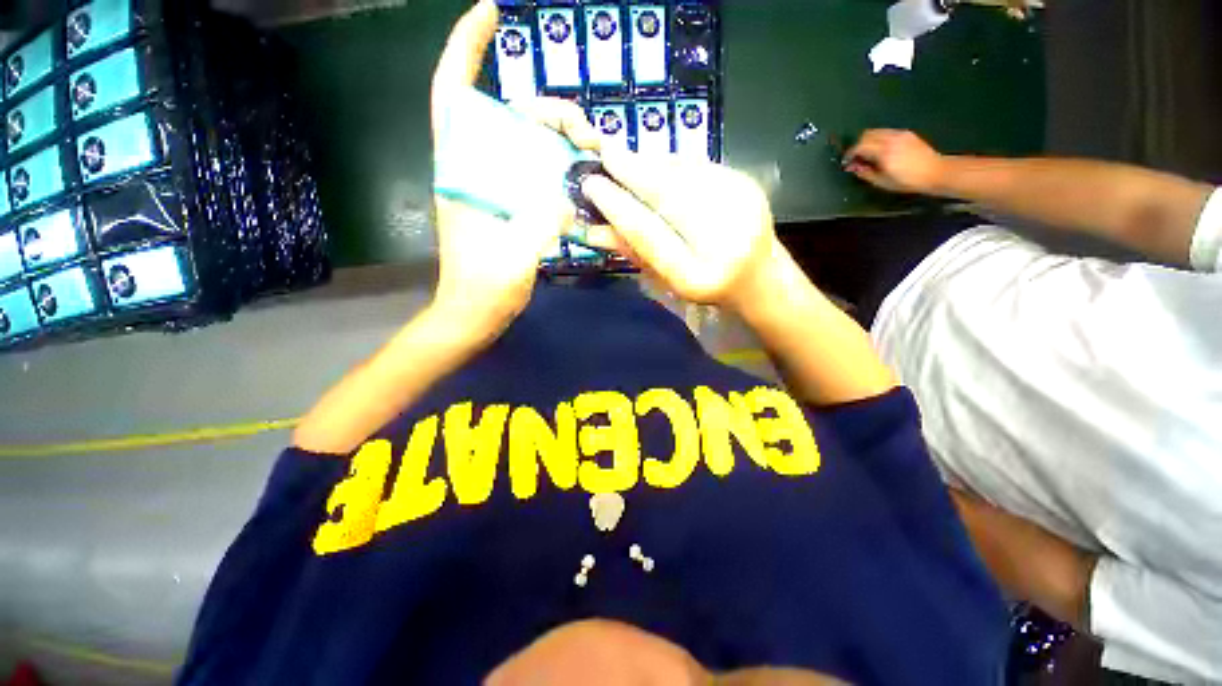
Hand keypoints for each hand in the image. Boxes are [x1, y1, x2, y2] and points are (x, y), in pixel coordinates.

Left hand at [429, 0, 598, 341]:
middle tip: (582, 130)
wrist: (475, 314)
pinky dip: (555, 167)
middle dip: (543, 109)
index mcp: (460, 173)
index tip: (492, 13)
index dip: (466, 49)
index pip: (452, 95)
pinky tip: (577, 176)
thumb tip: (568, 191)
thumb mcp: (514, 255)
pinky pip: (533, 174)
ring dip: (554, 139)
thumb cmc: (484, 289)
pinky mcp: (508, 208)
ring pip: (522, 145)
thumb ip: (541, 219)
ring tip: (588, 151)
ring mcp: (493, 190)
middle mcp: (473, 171)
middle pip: (504, 117)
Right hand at [580, 150, 779, 312]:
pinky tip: (655, 164)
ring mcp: (741, 208)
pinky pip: (699, 166)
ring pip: (683, 174)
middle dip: (632, 172)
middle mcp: (724, 241)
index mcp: (697, 276)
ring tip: (623, 157)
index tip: (591, 184)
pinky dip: (671, 163)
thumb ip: (634, 251)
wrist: (758, 276)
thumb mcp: (666, 278)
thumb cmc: (704, 285)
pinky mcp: (747, 184)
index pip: (649, 235)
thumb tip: (593, 230)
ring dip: (650, 162)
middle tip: (603, 154)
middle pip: (669, 195)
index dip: (618, 208)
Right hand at [843, 129, 946, 194]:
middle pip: (866, 135)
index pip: (860, 146)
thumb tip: (854, 167)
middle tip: (855, 157)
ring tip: (867, 153)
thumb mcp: (882, 182)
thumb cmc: (907, 181)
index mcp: (883, 152)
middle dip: (857, 145)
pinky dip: (878, 139)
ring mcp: (899, 134)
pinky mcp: (906, 134)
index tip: (847, 162)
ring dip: (867, 141)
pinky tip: (880, 150)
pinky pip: (886, 132)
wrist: (935, 171)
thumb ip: (865, 173)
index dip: (850, 154)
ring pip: (876, 131)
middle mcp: (890, 139)